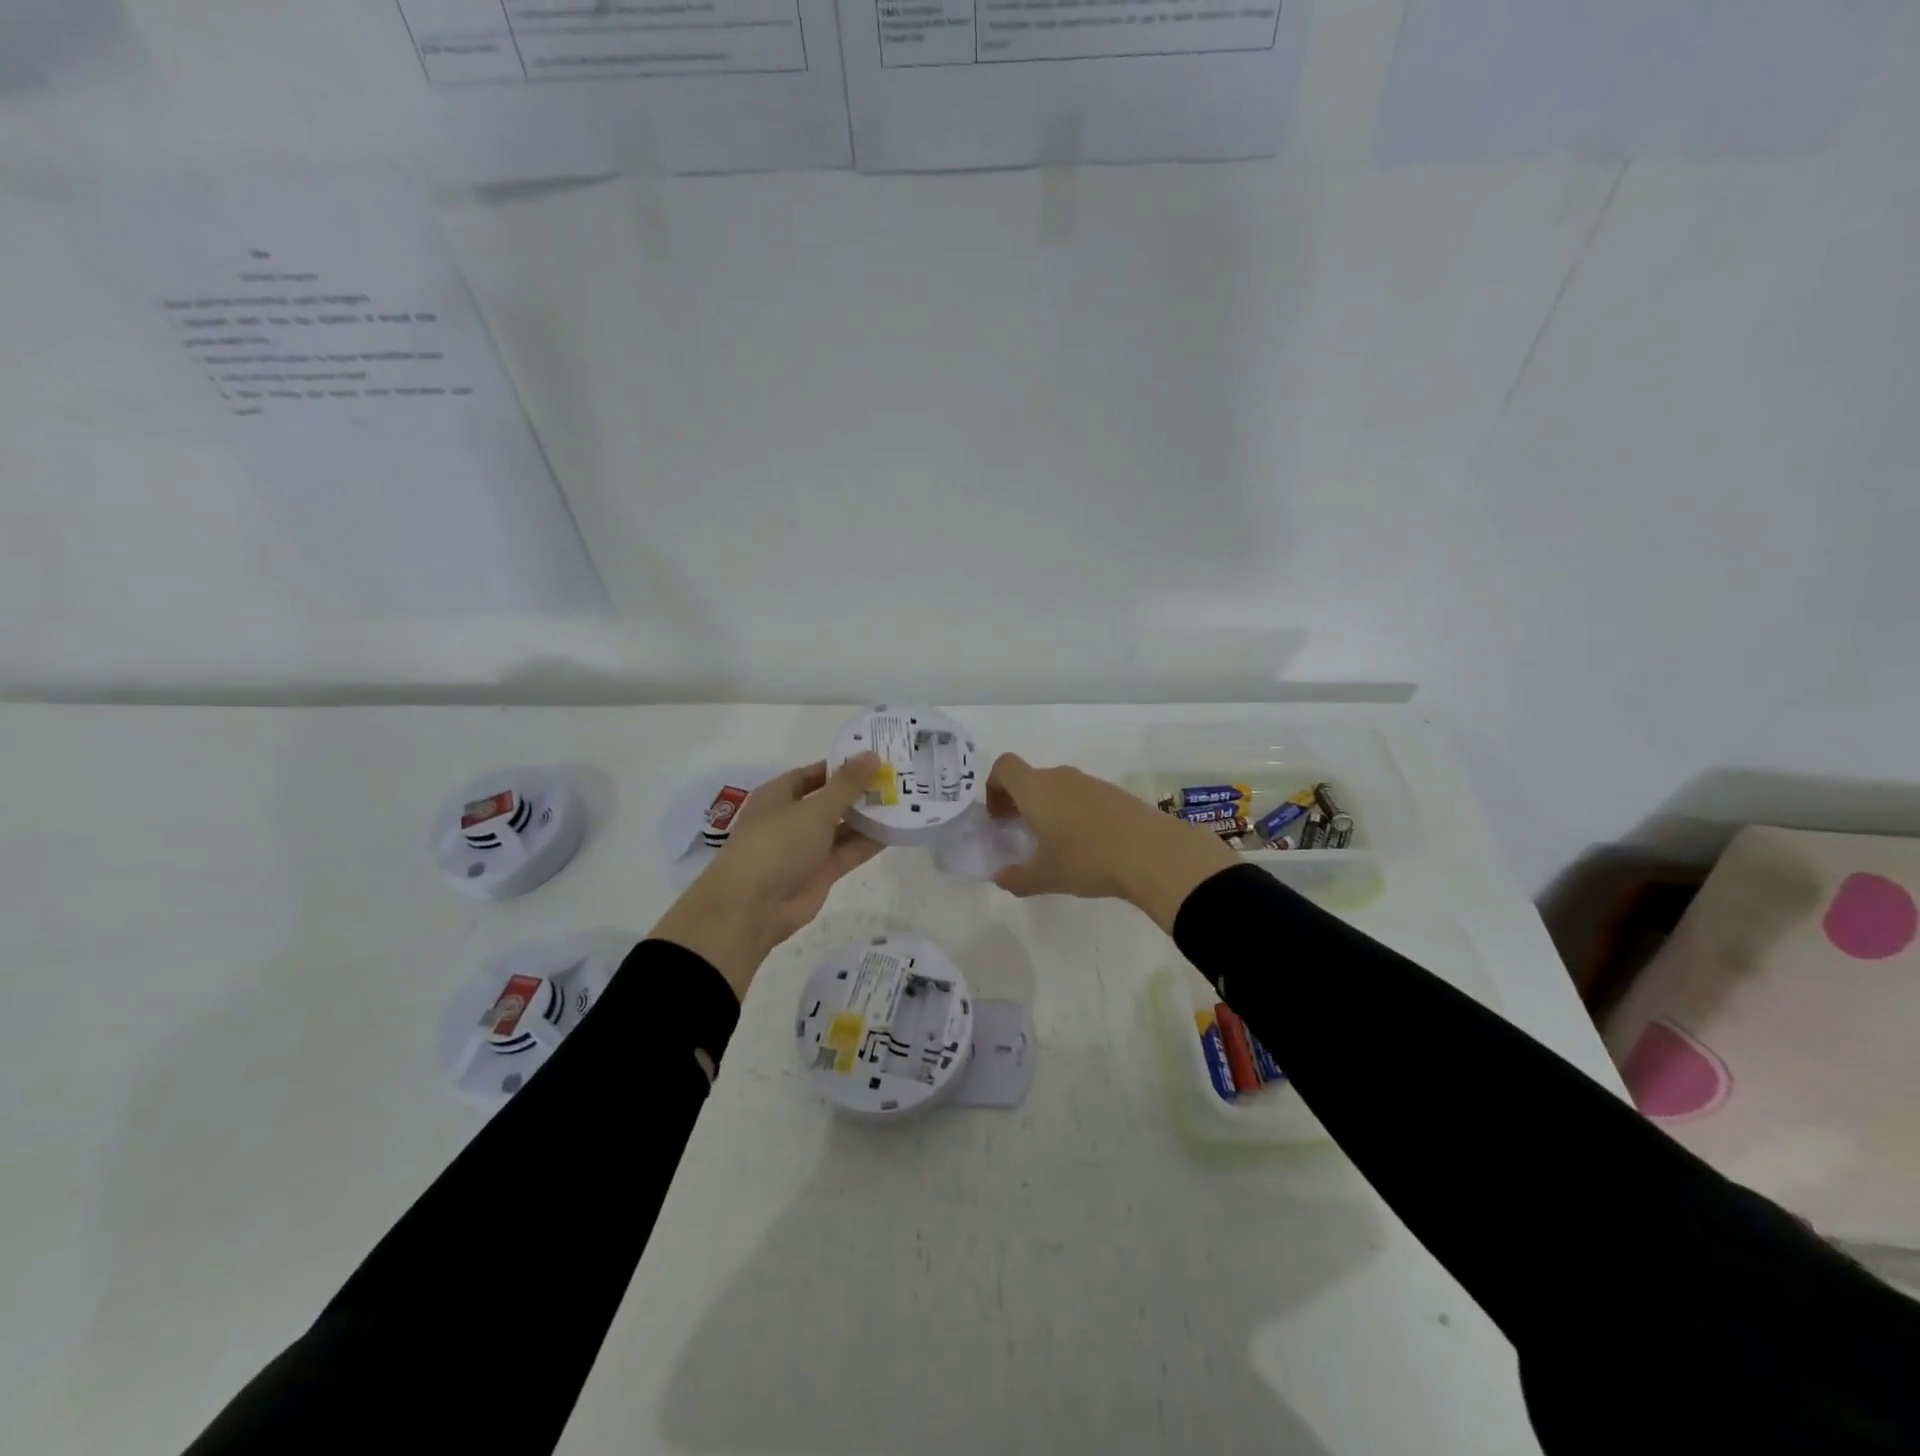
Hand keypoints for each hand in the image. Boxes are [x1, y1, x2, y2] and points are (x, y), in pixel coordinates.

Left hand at [650, 755, 883, 998]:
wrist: (752, 908)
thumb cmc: (776, 845)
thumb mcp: (814, 809)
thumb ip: (847, 785)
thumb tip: (871, 755)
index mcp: (780, 795)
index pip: (815, 773)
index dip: (843, 765)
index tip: (877, 756)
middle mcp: (793, 818)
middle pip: (832, 799)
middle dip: (862, 790)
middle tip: (900, 777)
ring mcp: (807, 847)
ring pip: (843, 826)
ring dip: (870, 816)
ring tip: (906, 800)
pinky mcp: (821, 872)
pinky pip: (850, 851)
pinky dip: (871, 841)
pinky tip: (898, 828)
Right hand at [986, 753, 1235, 933]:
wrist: (1153, 853)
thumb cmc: (1087, 859)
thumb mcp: (1045, 876)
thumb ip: (1016, 877)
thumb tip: (1002, 877)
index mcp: (1036, 789)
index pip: (1004, 767)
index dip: (994, 788)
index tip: (998, 818)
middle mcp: (1061, 777)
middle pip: (1031, 778)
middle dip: (1020, 802)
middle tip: (1022, 834)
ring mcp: (1091, 782)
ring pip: (1058, 787)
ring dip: (1049, 808)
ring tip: (1056, 844)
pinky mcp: (1116, 793)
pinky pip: (1083, 796)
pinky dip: (1074, 813)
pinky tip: (1087, 844)